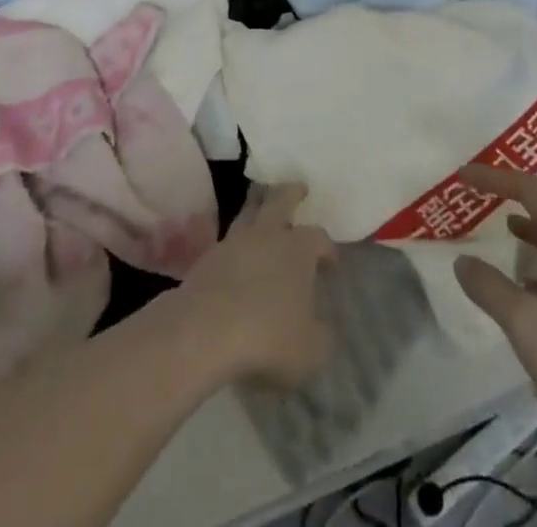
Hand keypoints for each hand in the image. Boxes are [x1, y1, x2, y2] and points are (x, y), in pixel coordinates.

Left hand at [169, 183, 334, 390]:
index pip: (319, 237)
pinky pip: (229, 239)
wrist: (205, 330)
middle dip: (292, 192)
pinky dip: (238, 241)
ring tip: (263, 207)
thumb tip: (320, 325)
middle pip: (280, 200)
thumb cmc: (268, 336)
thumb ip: (320, 334)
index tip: (331, 262)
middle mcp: (267, 234)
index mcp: (298, 249)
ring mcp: (235, 241)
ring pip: (250, 211)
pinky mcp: (209, 256)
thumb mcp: (310, 349)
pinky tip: (239, 253)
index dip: (327, 248)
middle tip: (299, 187)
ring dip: (259, 206)